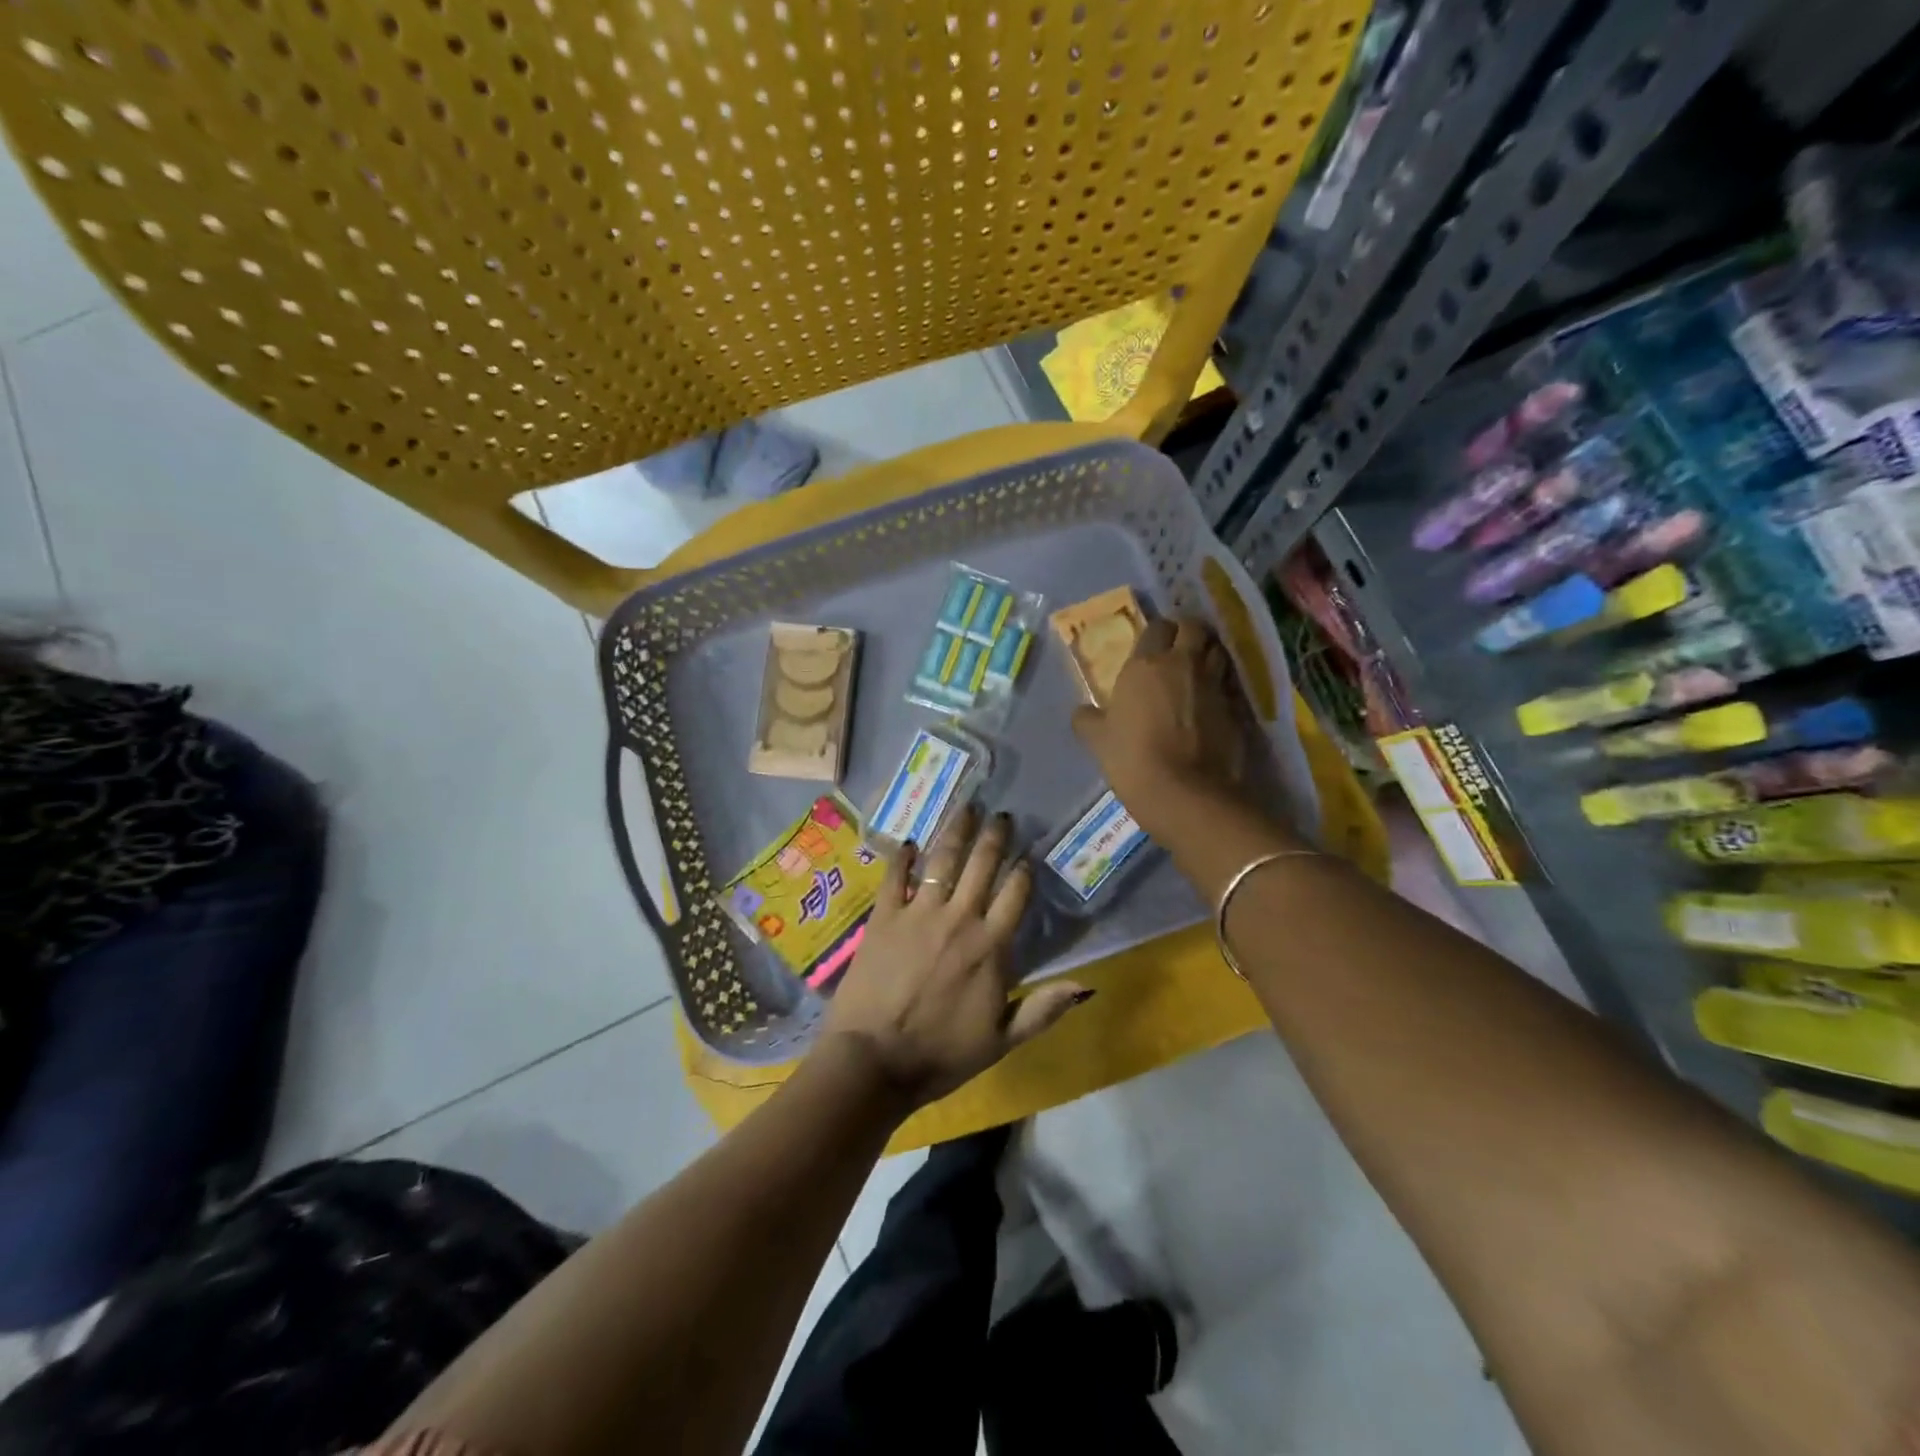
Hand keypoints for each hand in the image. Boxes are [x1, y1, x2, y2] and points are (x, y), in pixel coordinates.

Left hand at [821, 806, 1089, 1109]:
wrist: (874, 1061)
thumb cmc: (941, 1054)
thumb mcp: (1001, 1041)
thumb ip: (1042, 1009)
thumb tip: (1086, 985)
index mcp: (990, 946)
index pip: (1016, 894)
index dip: (1024, 869)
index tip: (1029, 853)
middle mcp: (959, 918)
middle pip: (982, 865)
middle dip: (995, 836)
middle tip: (1002, 814)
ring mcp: (918, 913)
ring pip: (943, 860)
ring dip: (957, 831)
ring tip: (967, 807)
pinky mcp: (884, 917)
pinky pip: (895, 876)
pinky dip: (904, 856)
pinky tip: (910, 841)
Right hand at [1072, 617, 1247, 839]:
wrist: (1185, 792)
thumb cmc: (1132, 758)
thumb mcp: (1097, 740)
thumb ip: (1088, 719)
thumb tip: (1083, 712)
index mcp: (1146, 663)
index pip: (1158, 627)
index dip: (1156, 634)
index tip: (1150, 648)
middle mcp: (1184, 664)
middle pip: (1195, 628)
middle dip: (1188, 634)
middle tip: (1177, 652)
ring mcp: (1214, 685)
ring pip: (1218, 651)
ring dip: (1208, 655)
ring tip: (1196, 673)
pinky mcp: (1236, 709)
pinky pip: (1228, 685)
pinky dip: (1220, 687)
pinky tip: (1210, 704)